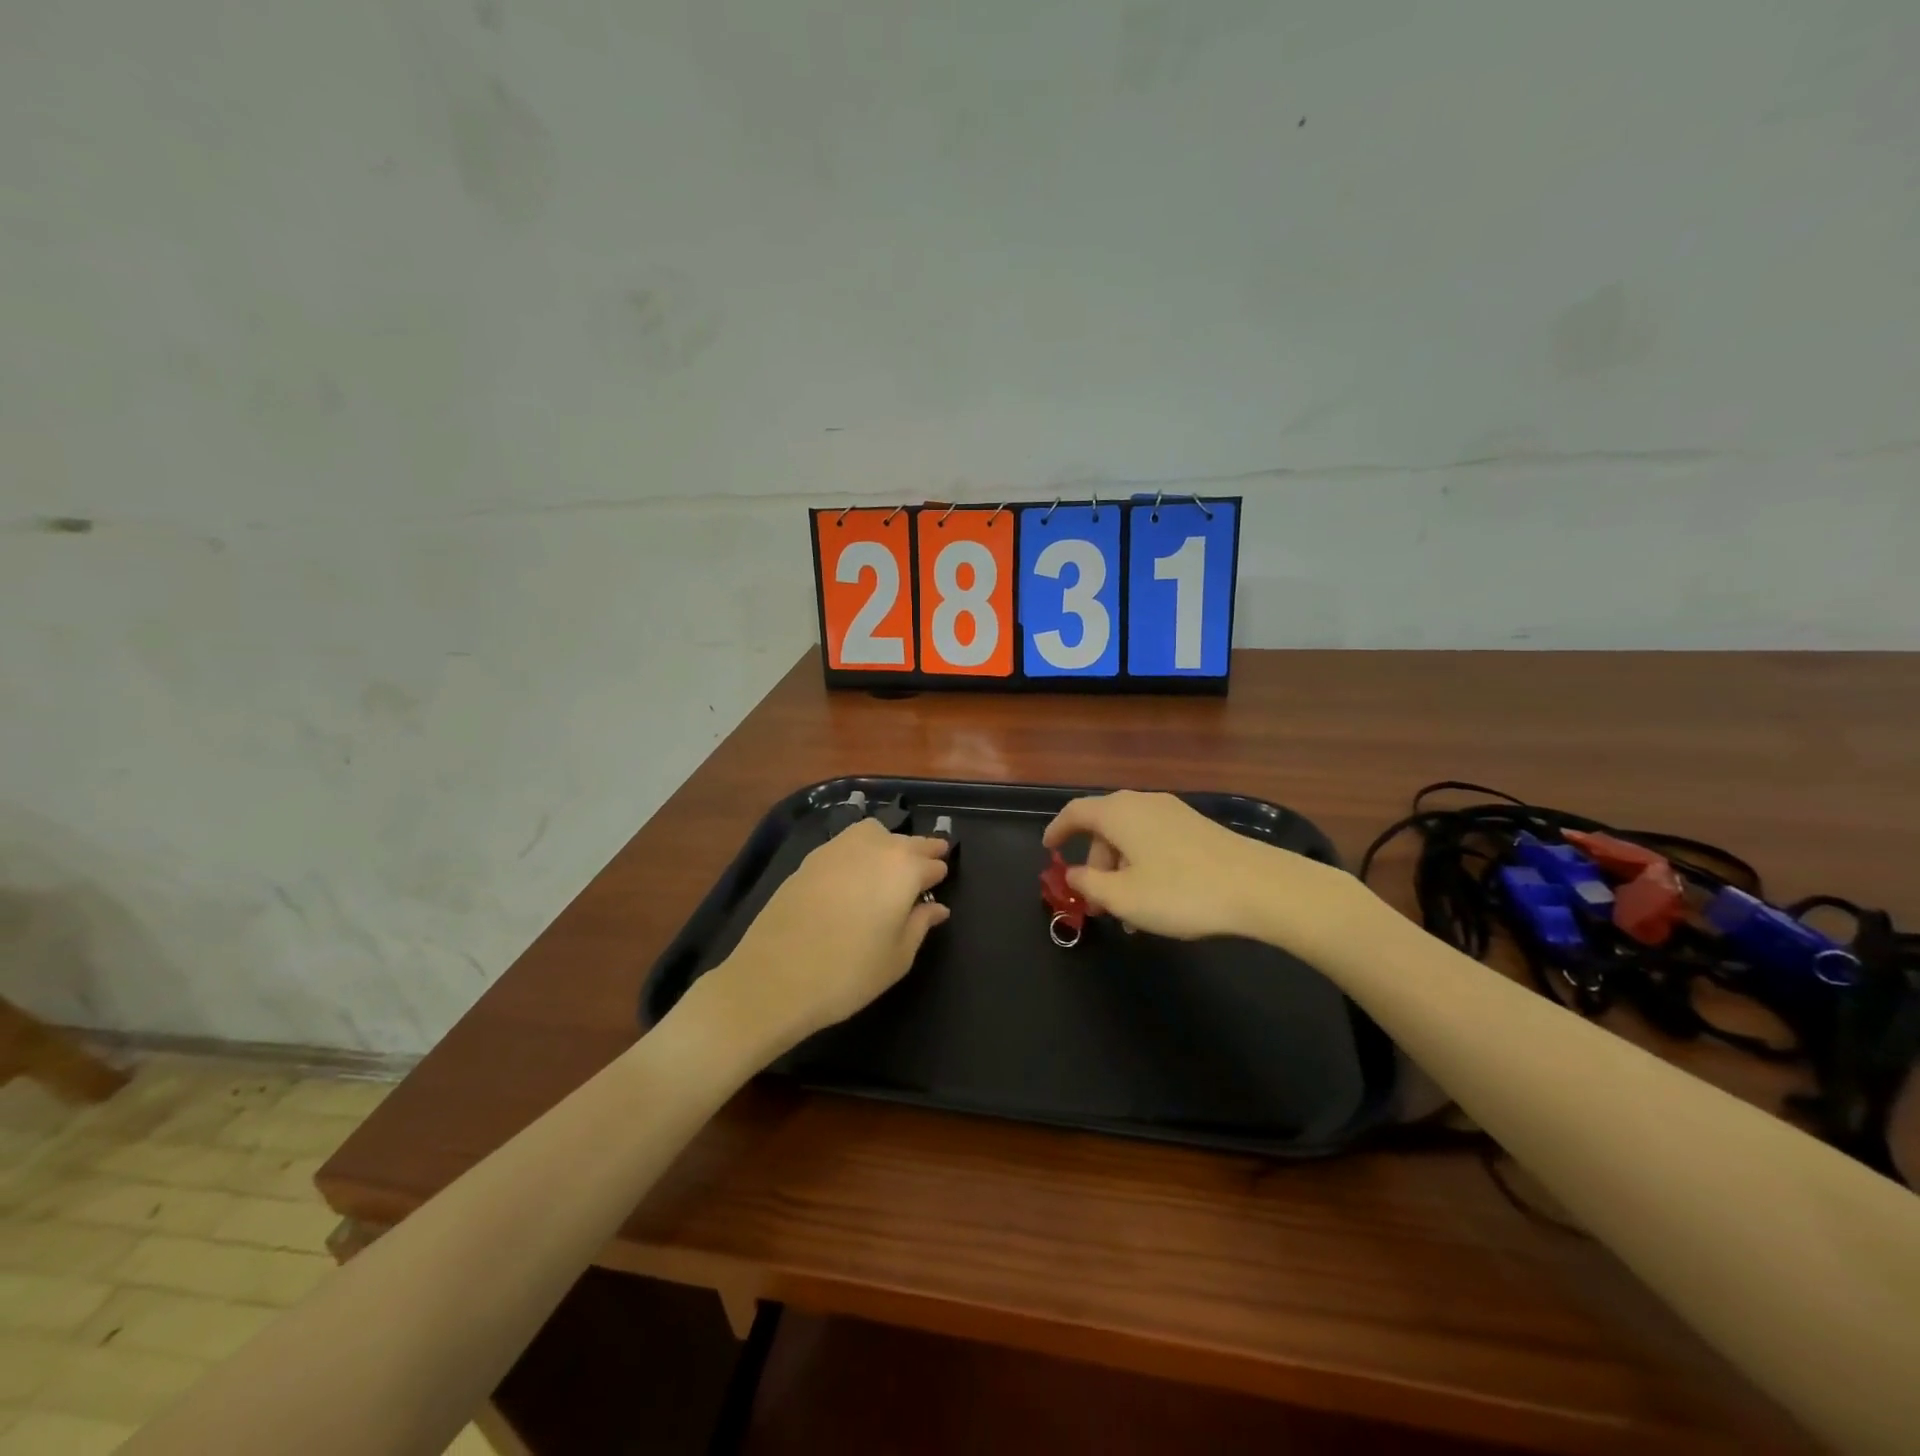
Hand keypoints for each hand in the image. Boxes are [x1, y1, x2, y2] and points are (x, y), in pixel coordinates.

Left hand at [697, 820, 949, 1060]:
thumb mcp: (897, 957)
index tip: (940, 883)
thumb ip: (920, 925)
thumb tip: (936, 908)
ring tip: (888, 866)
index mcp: (904, 869)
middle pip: (906, 841)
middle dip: (920, 852)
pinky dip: (858, 851)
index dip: (938, 873)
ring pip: (873, 833)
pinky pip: (845, 844)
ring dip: (887, 843)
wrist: (775, 977)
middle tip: (926, 865)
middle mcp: (874, 847)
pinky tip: (854, 874)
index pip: (932, 862)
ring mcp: (837, 848)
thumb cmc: (848, 972)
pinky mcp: (810, 859)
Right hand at [1041, 790, 1360, 949]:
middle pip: (1105, 828)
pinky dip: (1144, 867)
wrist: (1260, 887)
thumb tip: (1076, 875)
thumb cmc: (1181, 892)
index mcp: (1119, 813)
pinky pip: (1156, 842)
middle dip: (1095, 864)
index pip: (1075, 812)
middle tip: (1096, 902)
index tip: (1048, 851)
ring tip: (1129, 915)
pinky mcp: (1198, 828)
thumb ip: (1090, 886)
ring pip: (1132, 838)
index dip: (1057, 830)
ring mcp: (1174, 813)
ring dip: (1121, 872)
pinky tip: (1158, 902)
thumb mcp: (1124, 898)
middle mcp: (1144, 803)